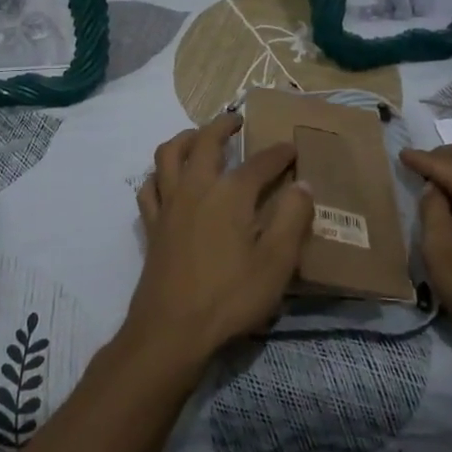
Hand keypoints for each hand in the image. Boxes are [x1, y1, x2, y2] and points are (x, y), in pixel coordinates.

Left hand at [128, 112, 313, 368]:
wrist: (171, 331)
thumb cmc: (230, 297)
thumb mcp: (276, 263)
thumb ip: (292, 220)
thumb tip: (302, 185)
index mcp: (230, 194)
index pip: (260, 162)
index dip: (279, 153)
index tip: (292, 148)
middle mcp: (196, 188)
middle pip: (205, 142)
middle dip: (222, 126)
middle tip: (236, 120)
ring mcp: (169, 205)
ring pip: (168, 154)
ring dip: (184, 138)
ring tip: (198, 137)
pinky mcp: (153, 226)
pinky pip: (149, 187)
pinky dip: (158, 174)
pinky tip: (167, 180)